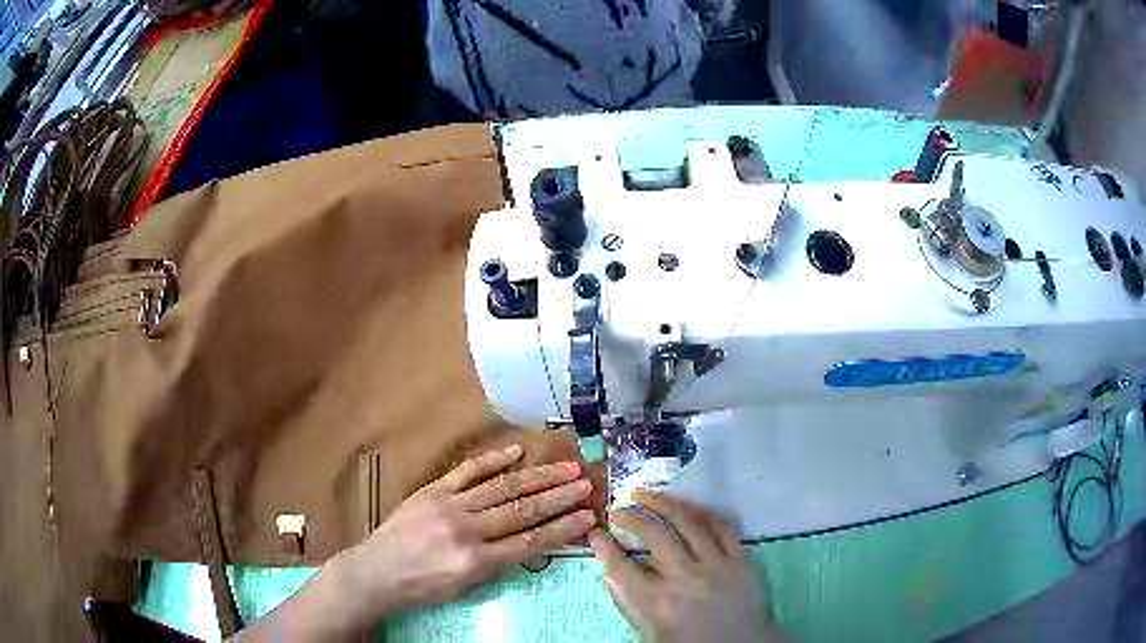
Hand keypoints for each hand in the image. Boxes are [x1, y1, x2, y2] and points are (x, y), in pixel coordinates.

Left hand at [344, 443, 595, 617]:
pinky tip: (518, 452)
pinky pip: (468, 471)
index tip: (588, 515)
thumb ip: (499, 564)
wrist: (376, 571)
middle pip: (521, 510)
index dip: (562, 528)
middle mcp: (465, 530)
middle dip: (558, 497)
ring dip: (538, 477)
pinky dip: (494, 460)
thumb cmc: (423, 587)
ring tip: (567, 467)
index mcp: (475, 562)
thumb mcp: (466, 588)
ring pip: (502, 487)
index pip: (529, 542)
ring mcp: (447, 505)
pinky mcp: (432, 490)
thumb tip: (532, 541)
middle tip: (587, 484)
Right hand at [589, 490, 784, 642]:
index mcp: (657, 604)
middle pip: (654, 536)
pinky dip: (704, 513)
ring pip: (688, 523)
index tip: (595, 533)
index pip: (620, 568)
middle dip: (631, 518)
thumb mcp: (650, 633)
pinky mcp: (740, 561)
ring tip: (645, 494)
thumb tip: (613, 571)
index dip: (603, 548)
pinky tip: (689, 506)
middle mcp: (685, 579)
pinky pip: (722, 528)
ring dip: (663, 504)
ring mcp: (716, 566)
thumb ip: (630, 602)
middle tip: (617, 508)